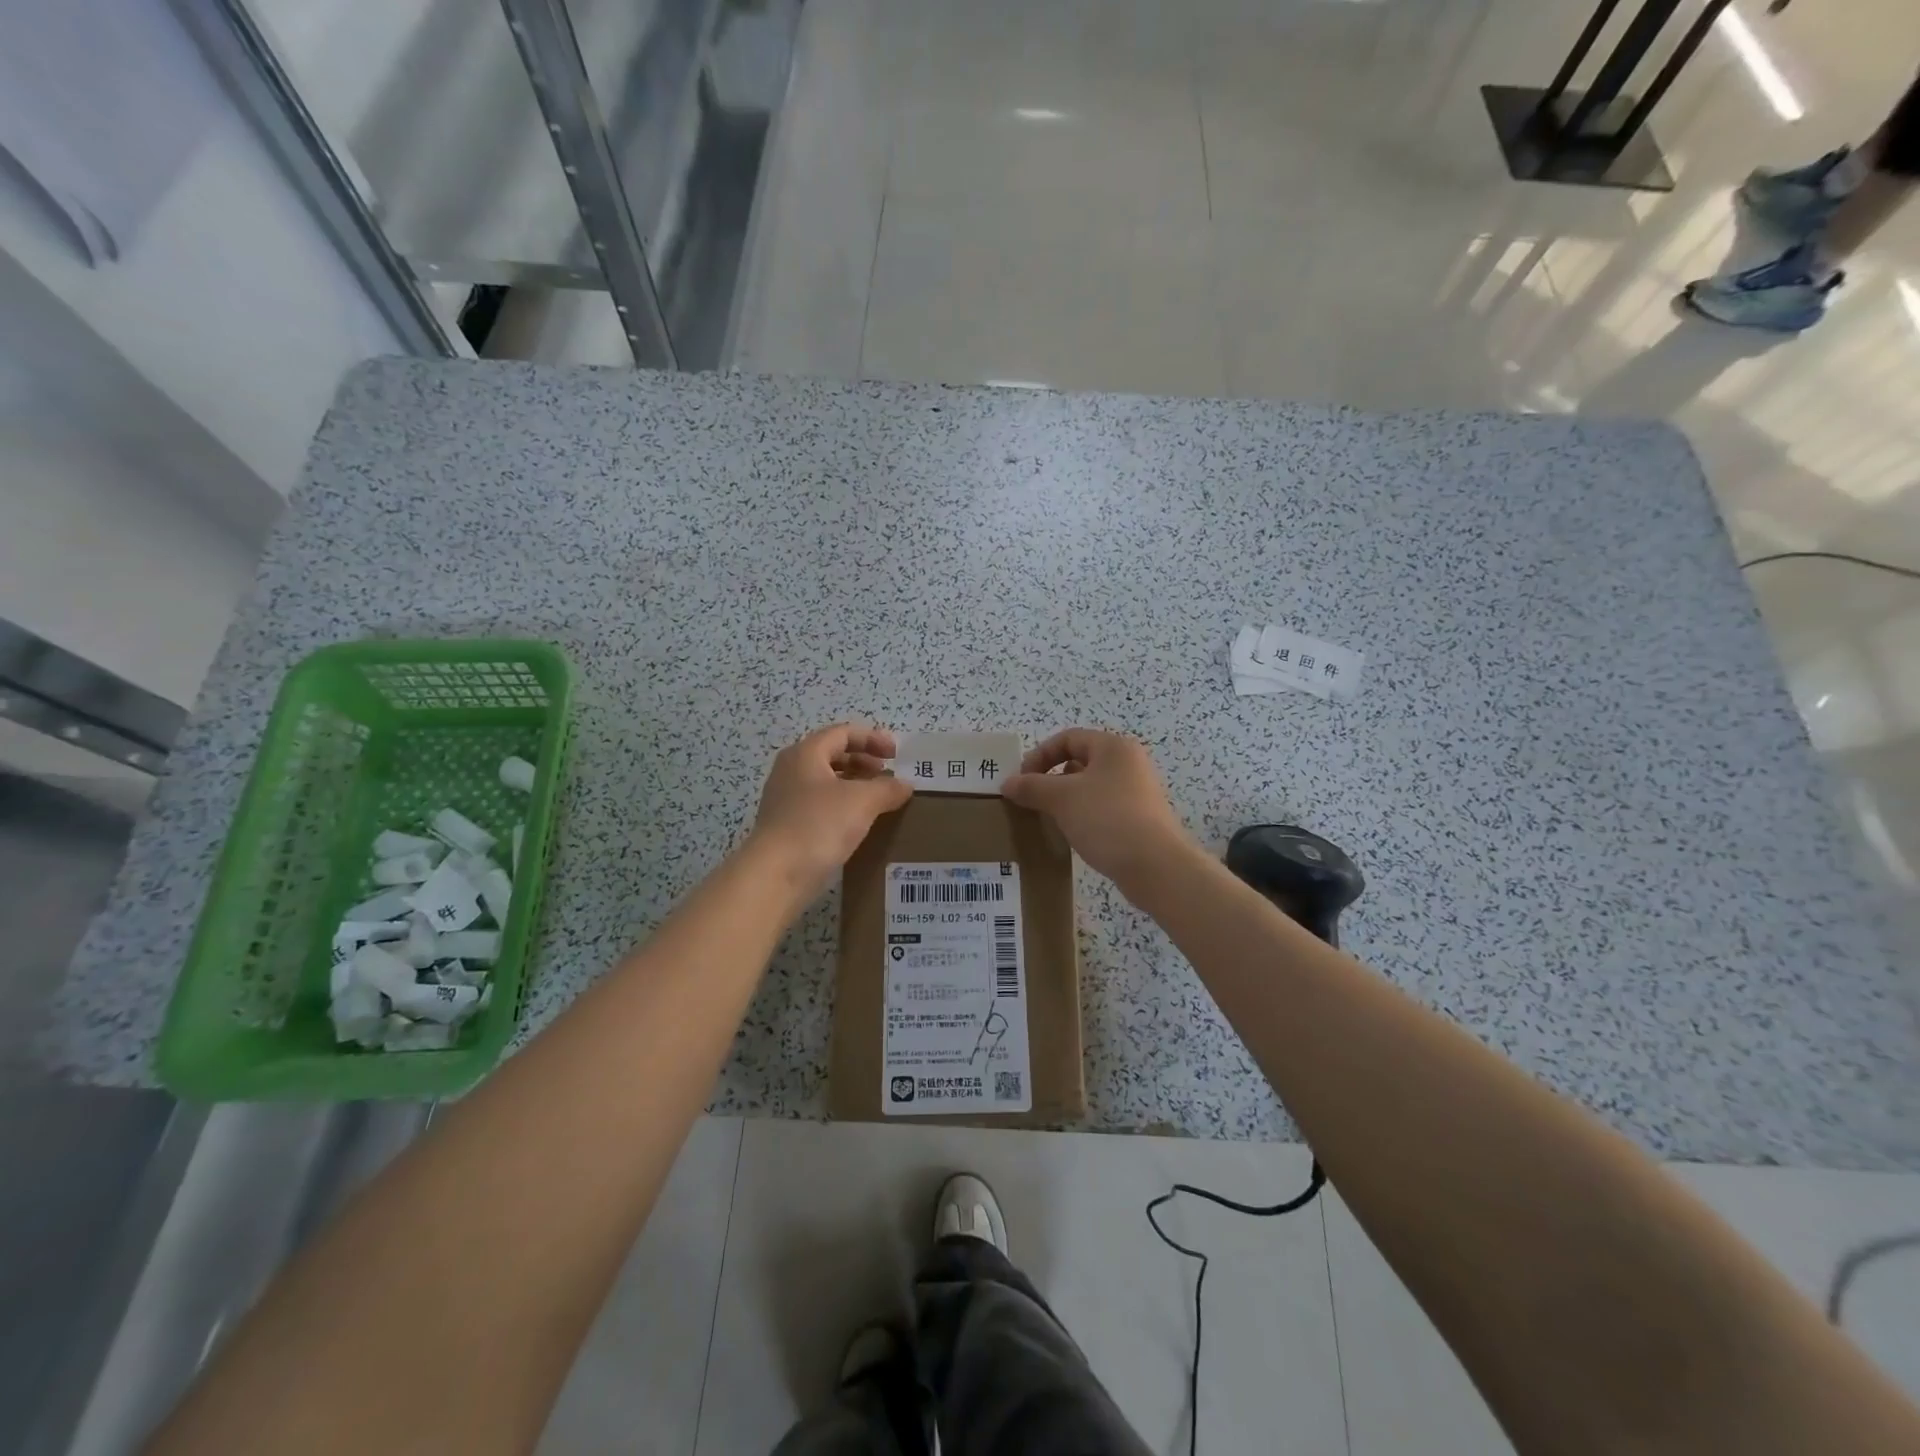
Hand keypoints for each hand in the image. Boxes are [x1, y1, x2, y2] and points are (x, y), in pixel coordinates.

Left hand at [749, 724, 912, 897]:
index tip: (896, 754)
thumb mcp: (862, 801)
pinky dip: (843, 806)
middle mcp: (791, 770)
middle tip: (887, 775)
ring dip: (854, 785)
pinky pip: (820, 806)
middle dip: (863, 761)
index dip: (872, 738)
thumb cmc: (818, 825)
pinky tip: (859, 824)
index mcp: (805, 754)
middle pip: (832, 755)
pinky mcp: (787, 826)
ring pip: (826, 782)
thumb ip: (887, 788)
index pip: (842, 733)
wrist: (775, 875)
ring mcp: (786, 799)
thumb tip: (905, 785)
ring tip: (878, 800)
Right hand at [1000, 729, 1193, 885]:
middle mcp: (1129, 763)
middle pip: (1080, 761)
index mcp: (1113, 747)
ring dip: (1066, 799)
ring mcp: (1137, 792)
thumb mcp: (1062, 799)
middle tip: (1032, 799)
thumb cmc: (1107, 819)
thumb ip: (1031, 787)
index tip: (1022, 780)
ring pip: (1090, 787)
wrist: (1155, 866)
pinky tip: (1072, 834)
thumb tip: (1007, 783)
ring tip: (1048, 818)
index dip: (1040, 755)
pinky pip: (1102, 808)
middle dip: (1051, 778)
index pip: (1068, 738)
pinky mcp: (1139, 819)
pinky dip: (1083, 815)